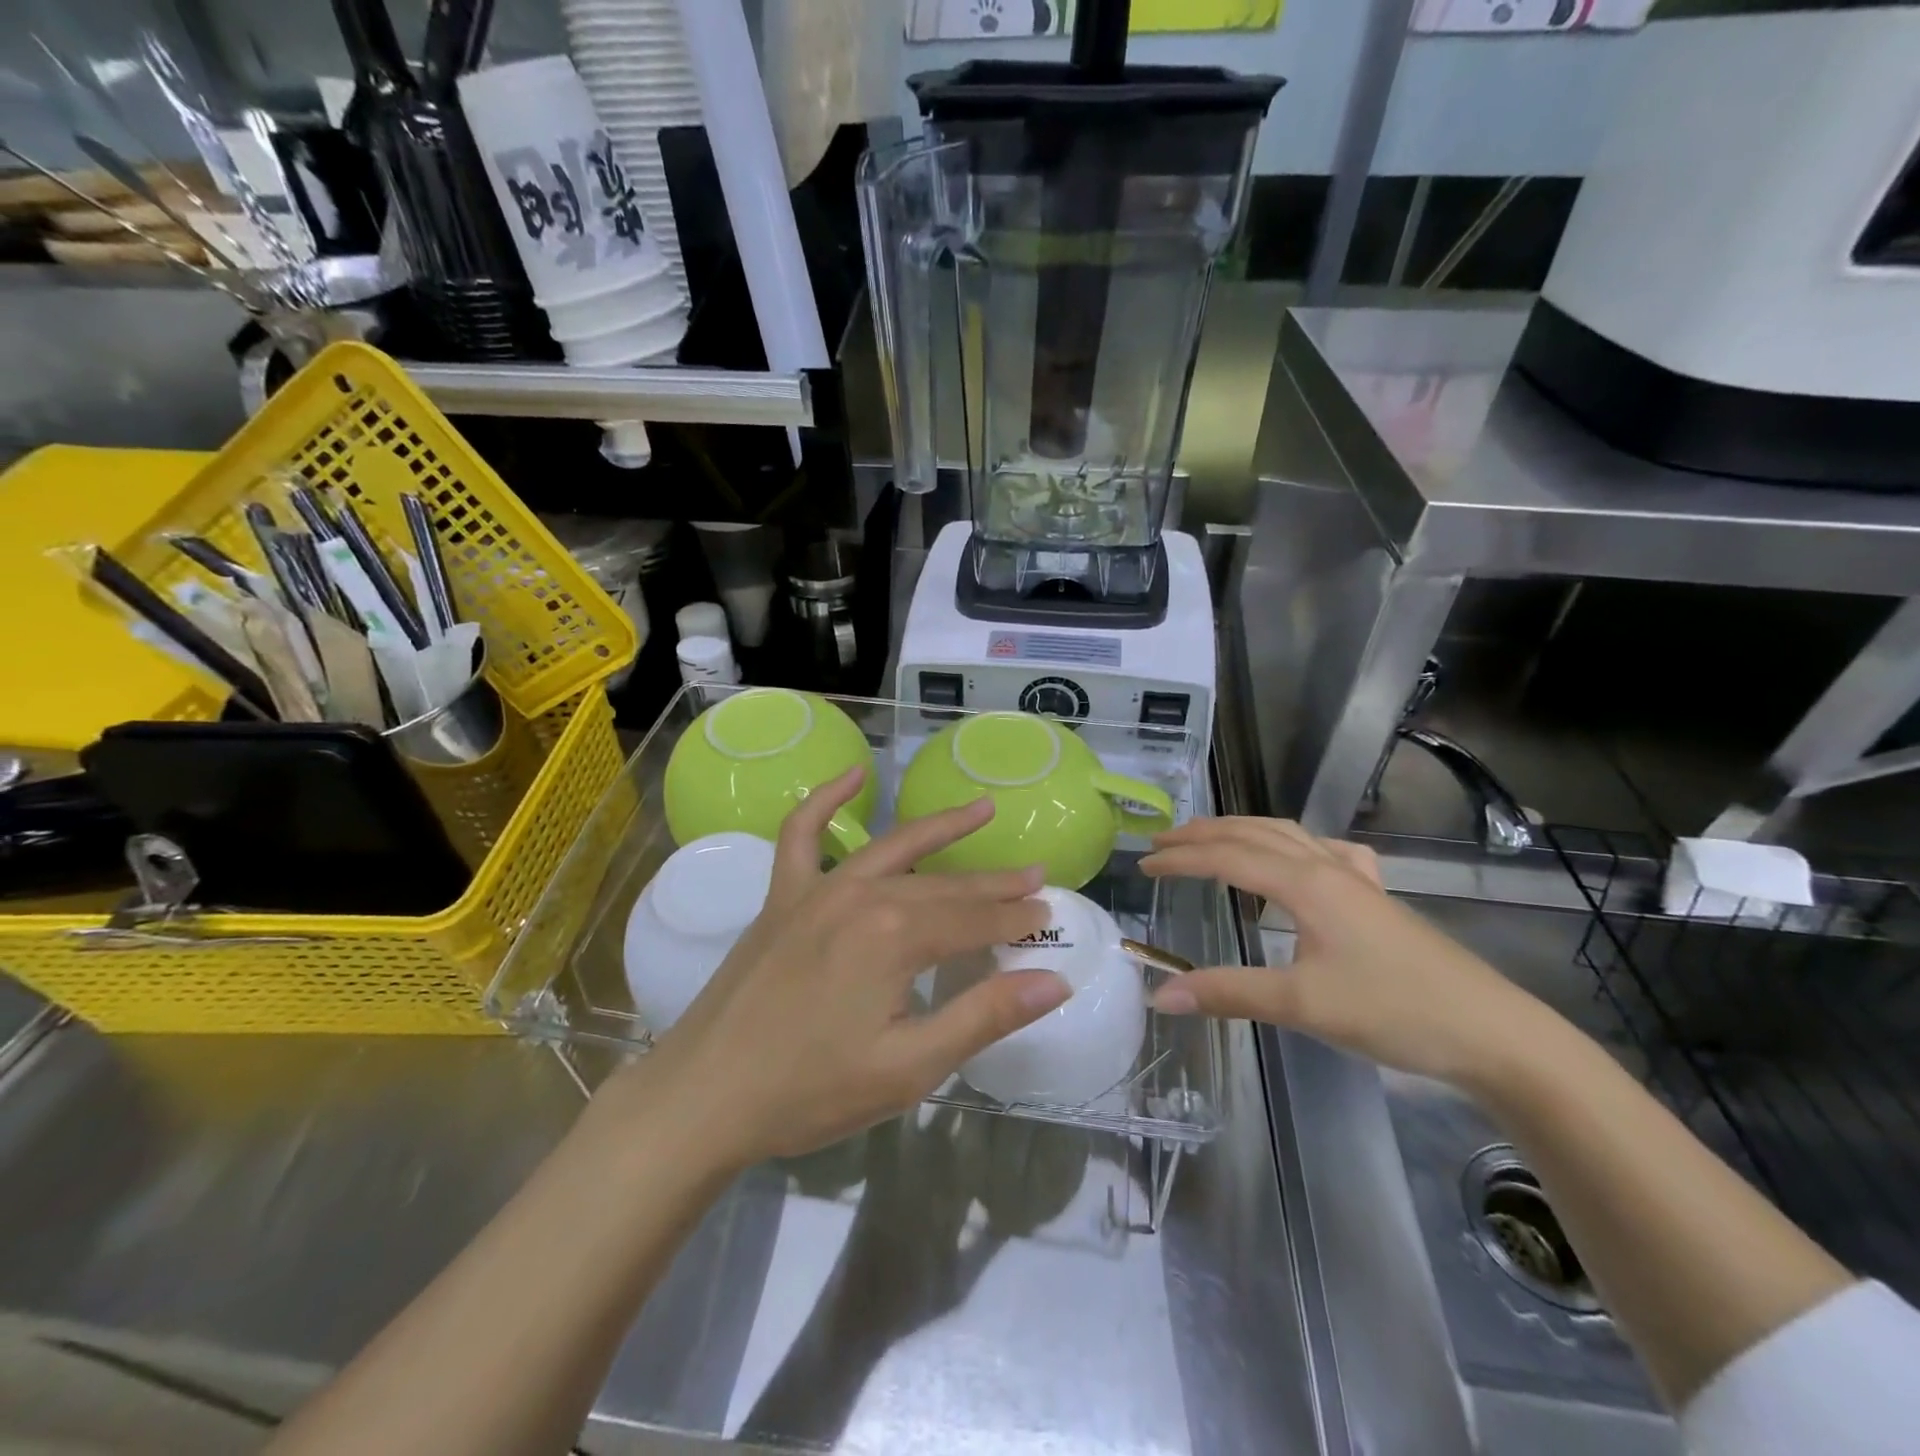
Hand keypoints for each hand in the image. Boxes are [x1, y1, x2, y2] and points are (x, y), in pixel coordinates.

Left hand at [608, 768, 1069, 1167]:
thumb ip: (984, 1016)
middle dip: (993, 884)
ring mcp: (817, 889)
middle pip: (944, 885)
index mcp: (896, 936)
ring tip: (981, 808)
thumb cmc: (811, 1090)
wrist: (705, 1097)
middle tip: (1035, 876)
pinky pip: (803, 833)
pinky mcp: (782, 896)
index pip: (975, 921)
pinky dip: (827, 800)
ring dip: (940, 829)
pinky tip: (853, 774)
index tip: (1048, 915)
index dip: (1016, 920)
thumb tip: (1055, 982)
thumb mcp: (910, 1066)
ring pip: (894, 851)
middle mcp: (862, 895)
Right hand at [1140, 817, 1546, 1086]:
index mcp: (1305, 883)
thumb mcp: (1302, 1006)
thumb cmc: (1394, 1012)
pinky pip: (1324, 852)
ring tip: (1210, 840)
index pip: (1227, 857)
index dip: (1180, 858)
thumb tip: (1159, 994)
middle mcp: (1327, 868)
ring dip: (1241, 831)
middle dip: (1203, 833)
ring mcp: (1356, 879)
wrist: (1493, 1033)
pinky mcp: (1376, 898)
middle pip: (1253, 833)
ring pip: (1288, 834)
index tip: (1142, 864)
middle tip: (1162, 840)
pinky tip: (1297, 861)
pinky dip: (1292, 845)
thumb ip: (1228, 993)